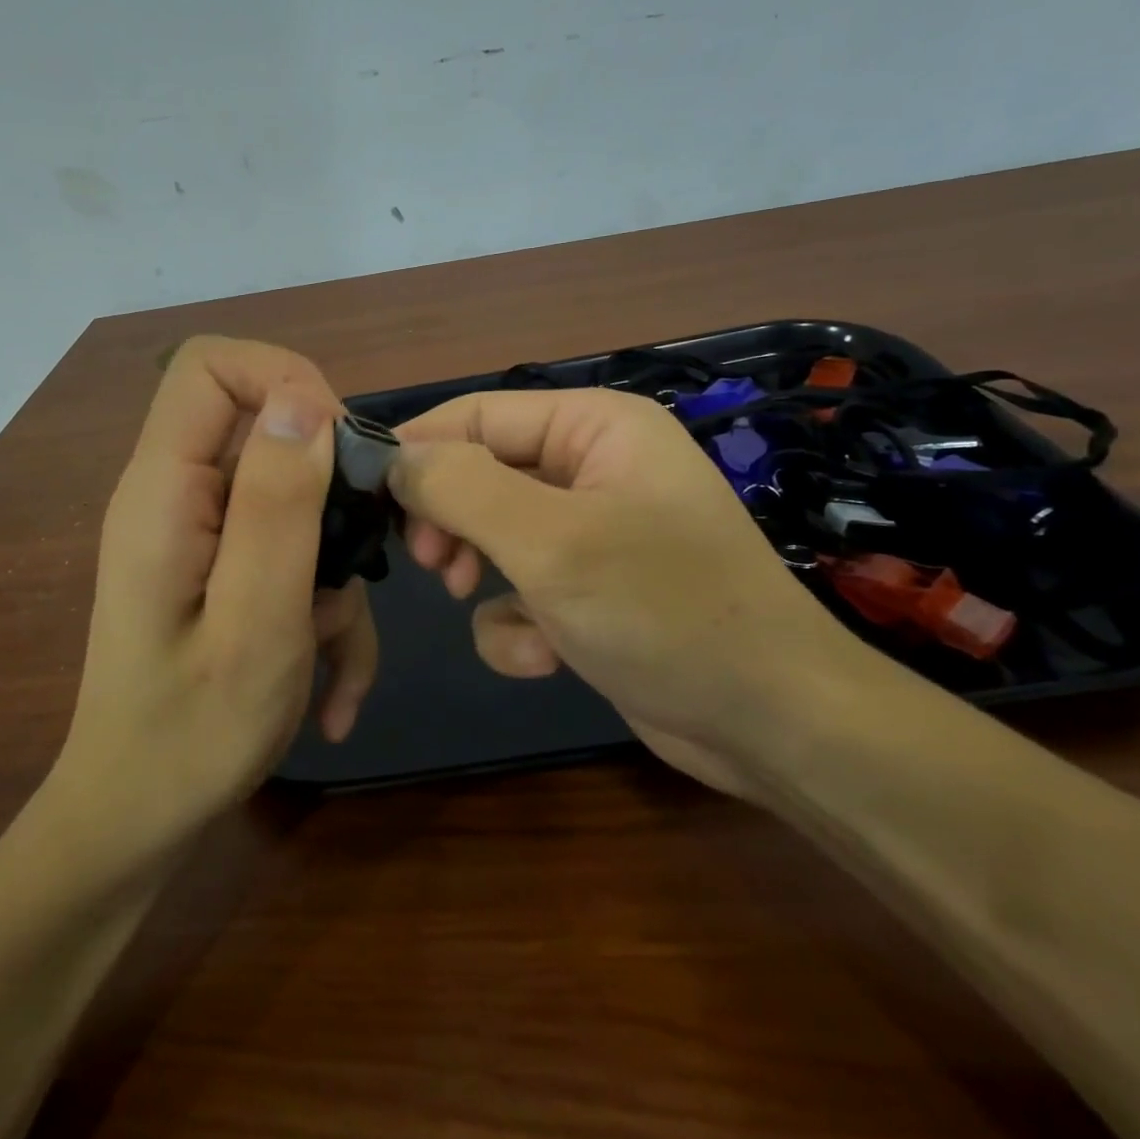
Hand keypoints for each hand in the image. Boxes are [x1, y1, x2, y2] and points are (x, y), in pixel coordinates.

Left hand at [52, 337, 377, 850]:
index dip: (285, 379)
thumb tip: (304, 400)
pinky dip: (323, 609)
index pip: (210, 366)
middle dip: (332, 489)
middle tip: (361, 559)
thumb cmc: (192, 731)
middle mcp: (176, 495)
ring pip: (294, 501)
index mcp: (164, 489)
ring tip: (334, 646)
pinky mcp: (222, 569)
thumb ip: (278, 504)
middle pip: (266, 429)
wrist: (140, 820)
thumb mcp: (256, 618)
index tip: (343, 447)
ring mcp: (200, 534)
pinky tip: (334, 690)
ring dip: (335, 567)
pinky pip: (289, 554)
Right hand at [393, 388, 874, 793]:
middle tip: (428, 563)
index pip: (479, 413)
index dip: (420, 448)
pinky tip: (545, 656)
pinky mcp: (593, 592)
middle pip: (483, 472)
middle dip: (452, 520)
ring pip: (496, 534)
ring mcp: (595, 532)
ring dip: (481, 573)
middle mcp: (595, 467)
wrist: (772, 725)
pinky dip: (519, 623)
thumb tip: (394, 459)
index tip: (367, 495)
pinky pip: (524, 589)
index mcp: (596, 427)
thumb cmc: (663, 609)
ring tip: (479, 600)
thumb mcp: (551, 541)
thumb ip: (461, 487)